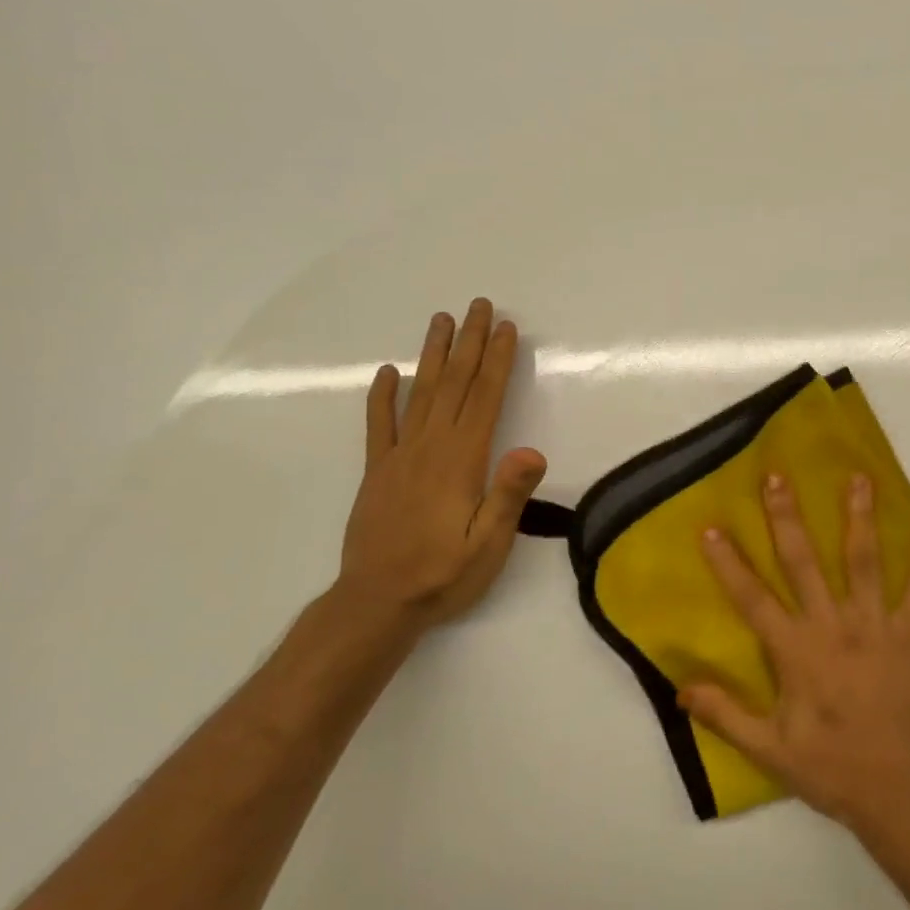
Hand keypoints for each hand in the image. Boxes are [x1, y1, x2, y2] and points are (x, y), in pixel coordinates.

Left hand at [337, 299, 546, 630]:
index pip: (485, 399)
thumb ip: (508, 495)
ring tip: (442, 321)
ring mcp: (399, 457)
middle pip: (455, 385)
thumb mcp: (489, 544)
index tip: (507, 328)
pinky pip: (379, 425)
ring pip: (421, 394)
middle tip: (479, 306)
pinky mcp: (377, 472)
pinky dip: (382, 396)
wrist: (377, 603)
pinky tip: (387, 373)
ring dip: (434, 355)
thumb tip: (532, 450)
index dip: (498, 361)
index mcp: (462, 461)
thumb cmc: (444, 575)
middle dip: (470, 343)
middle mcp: (430, 448)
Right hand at [682, 471, 909, 841]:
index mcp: (796, 652)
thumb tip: (680, 688)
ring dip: (859, 518)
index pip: (753, 599)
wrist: (906, 794)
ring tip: (859, 479)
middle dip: (788, 517)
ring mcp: (877, 627)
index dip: (729, 563)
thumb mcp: (770, 750)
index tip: (712, 527)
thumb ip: (726, 715)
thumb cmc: (835, 771)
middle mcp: (833, 626)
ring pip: (864, 562)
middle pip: (804, 562)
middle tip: (778, 476)